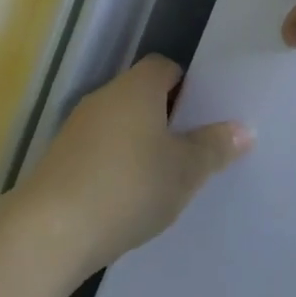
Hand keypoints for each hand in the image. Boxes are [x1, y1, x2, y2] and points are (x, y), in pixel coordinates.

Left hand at [20, 56, 252, 273]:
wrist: (52, 230)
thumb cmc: (130, 187)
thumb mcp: (185, 171)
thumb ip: (215, 147)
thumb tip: (243, 129)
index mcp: (136, 88)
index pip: (164, 67)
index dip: (187, 85)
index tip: (203, 116)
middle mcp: (104, 97)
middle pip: (141, 94)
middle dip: (166, 117)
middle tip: (192, 149)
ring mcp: (76, 127)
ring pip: (119, 123)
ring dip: (140, 142)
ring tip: (164, 178)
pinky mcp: (60, 158)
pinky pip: (99, 148)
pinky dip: (116, 162)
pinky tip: (128, 196)